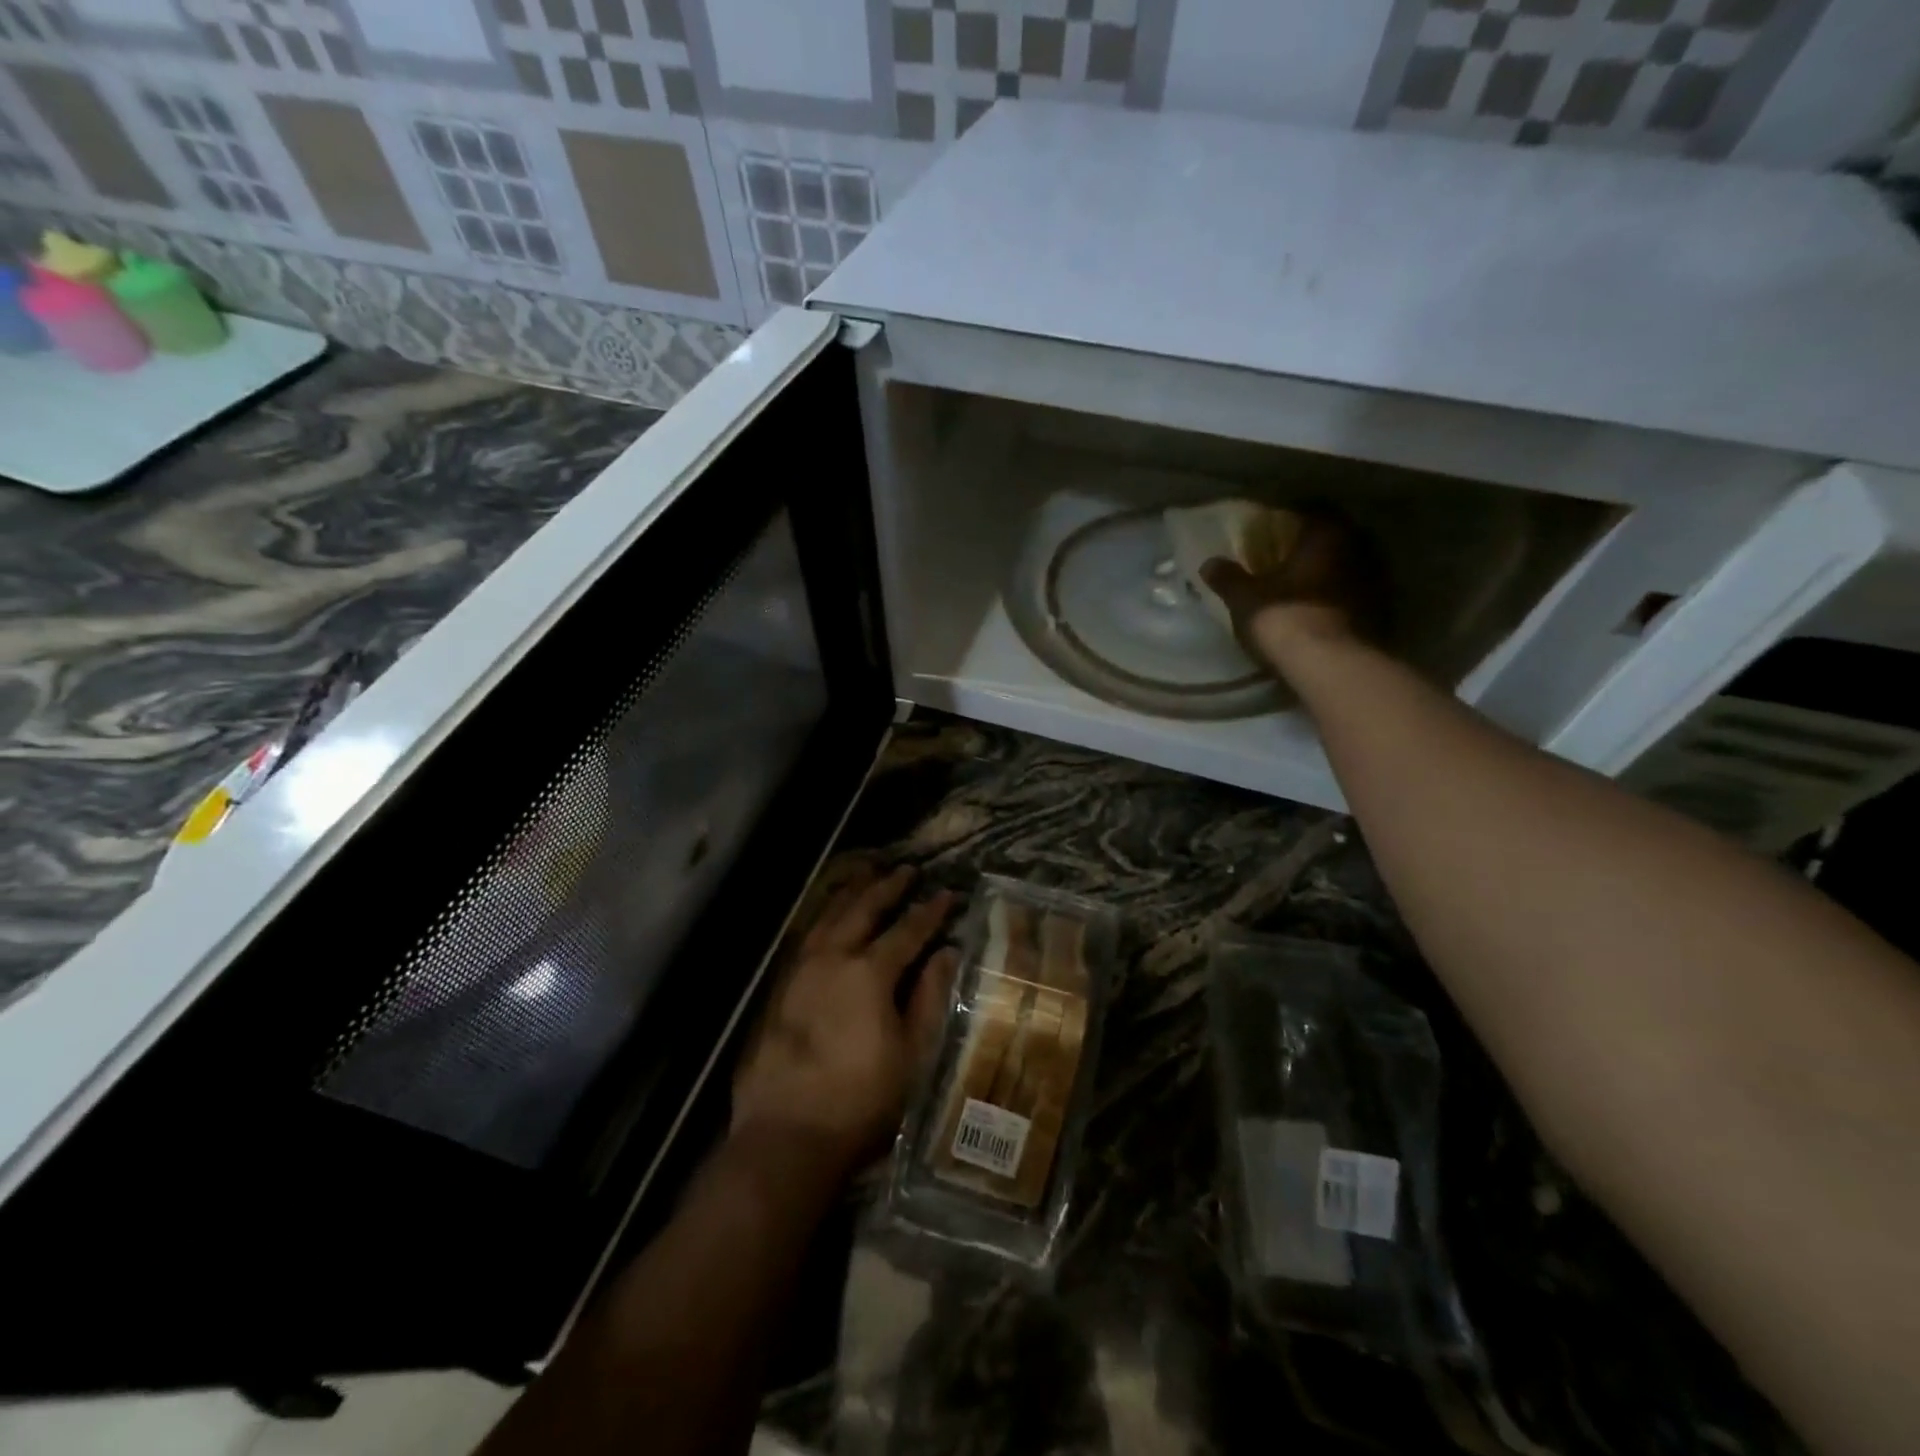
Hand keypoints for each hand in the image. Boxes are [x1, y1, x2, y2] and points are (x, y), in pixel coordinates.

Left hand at [732, 864, 957, 1171]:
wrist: (786, 1134)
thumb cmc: (861, 1099)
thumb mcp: (912, 1054)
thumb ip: (930, 998)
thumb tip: (947, 953)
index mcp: (869, 972)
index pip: (907, 931)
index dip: (930, 911)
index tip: (947, 893)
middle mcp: (833, 958)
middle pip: (863, 910)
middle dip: (887, 887)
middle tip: (907, 870)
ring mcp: (801, 970)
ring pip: (829, 916)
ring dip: (852, 893)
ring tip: (867, 875)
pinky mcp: (781, 987)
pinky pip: (807, 935)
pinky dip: (824, 916)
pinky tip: (829, 916)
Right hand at [1199, 510, 1386, 666]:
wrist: (1329, 666)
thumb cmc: (1284, 618)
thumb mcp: (1244, 599)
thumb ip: (1228, 578)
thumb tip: (1209, 563)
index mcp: (1325, 536)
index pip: (1310, 514)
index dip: (1289, 521)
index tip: (1272, 531)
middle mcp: (1356, 551)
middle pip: (1331, 542)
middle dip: (1309, 550)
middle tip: (1284, 560)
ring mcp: (1373, 583)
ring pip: (1344, 570)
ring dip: (1325, 577)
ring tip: (1300, 589)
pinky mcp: (1379, 614)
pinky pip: (1353, 598)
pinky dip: (1337, 601)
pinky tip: (1319, 613)